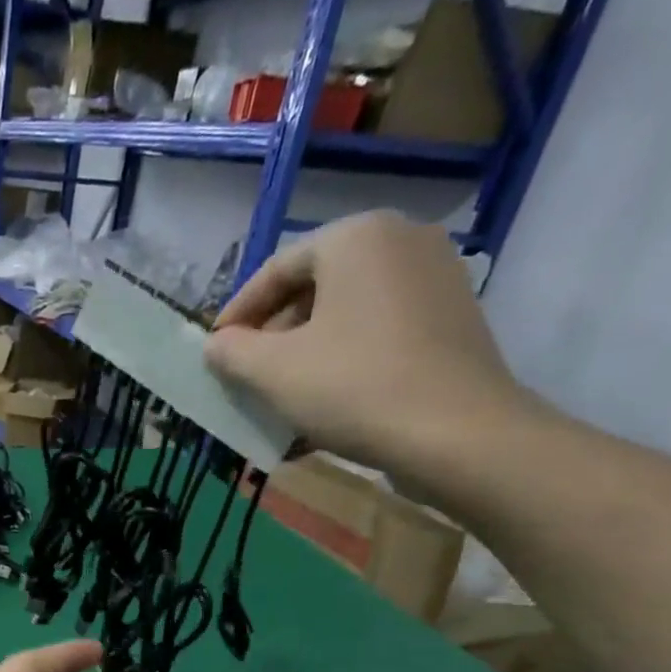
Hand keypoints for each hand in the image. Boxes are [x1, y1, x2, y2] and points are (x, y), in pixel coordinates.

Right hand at [204, 211, 538, 472]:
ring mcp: (434, 279)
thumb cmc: (353, 387)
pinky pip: (378, 334)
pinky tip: (322, 410)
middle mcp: (401, 241)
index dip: (238, 313)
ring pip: (345, 316)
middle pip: (314, 289)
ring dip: (304, 356)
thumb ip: (232, 352)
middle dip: (273, 337)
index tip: (215, 351)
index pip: (277, 268)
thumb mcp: (273, 371)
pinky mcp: (451, 320)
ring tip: (279, 401)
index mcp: (356, 237)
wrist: (455, 434)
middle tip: (247, 378)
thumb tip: (216, 345)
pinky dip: (343, 364)